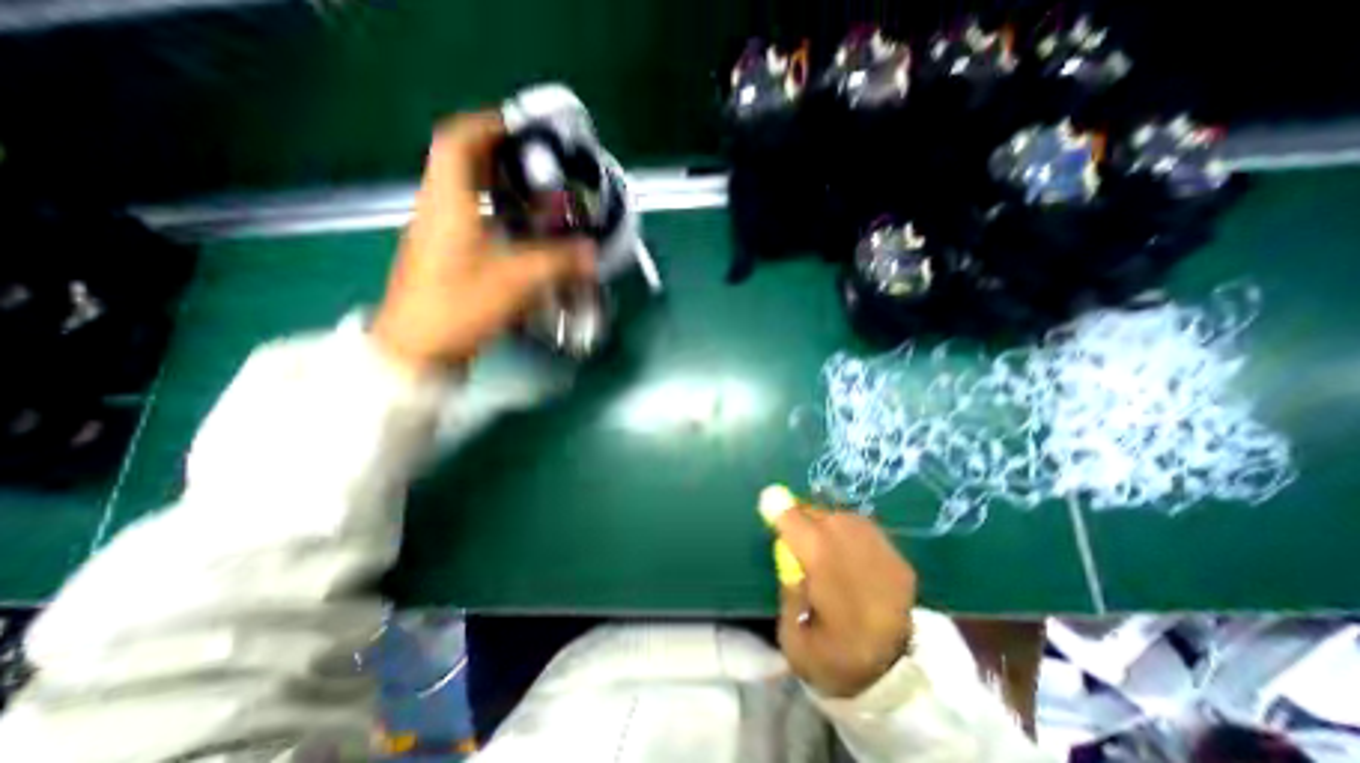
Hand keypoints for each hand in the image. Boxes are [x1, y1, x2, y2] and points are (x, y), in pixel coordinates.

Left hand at [369, 113, 595, 375]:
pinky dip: (499, 221)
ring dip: (503, 193)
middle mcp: (438, 210)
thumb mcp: (516, 281)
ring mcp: (439, 234)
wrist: (417, 348)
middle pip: (465, 166)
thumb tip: (592, 253)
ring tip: (538, 203)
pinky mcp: (446, 257)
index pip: (458, 141)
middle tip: (540, 171)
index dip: (489, 126)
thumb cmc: (460, 305)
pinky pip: (473, 223)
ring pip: (470, 197)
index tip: (524, 131)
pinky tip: (523, 238)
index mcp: (448, 202)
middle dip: (504, 161)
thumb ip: (558, 262)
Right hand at [774, 507, 912, 696]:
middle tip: (794, 533)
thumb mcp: (792, 638)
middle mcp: (856, 554)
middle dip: (803, 518)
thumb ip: (787, 589)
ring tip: (821, 543)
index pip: (799, 526)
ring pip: (844, 518)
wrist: (897, 684)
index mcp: (827, 575)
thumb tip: (788, 550)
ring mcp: (884, 555)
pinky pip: (864, 529)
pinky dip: (848, 532)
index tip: (768, 503)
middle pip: (822, 516)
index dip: (782, 512)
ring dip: (826, 523)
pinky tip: (845, 551)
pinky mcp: (900, 560)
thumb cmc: (835, 662)